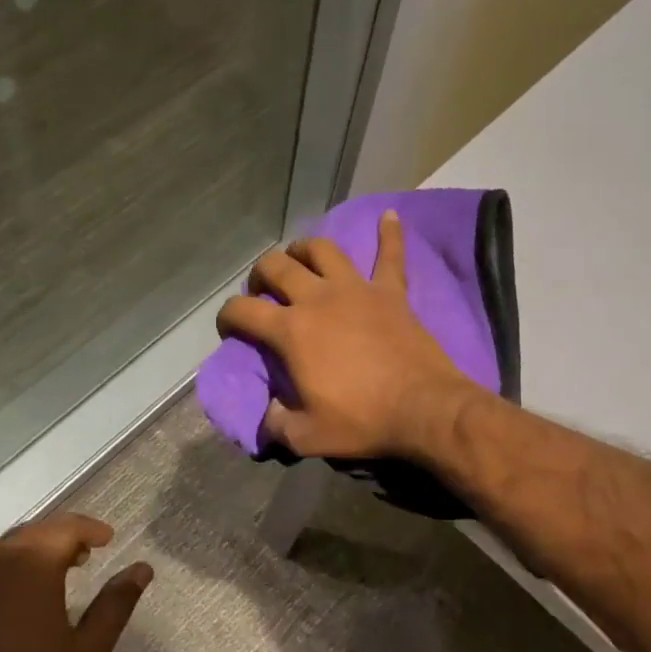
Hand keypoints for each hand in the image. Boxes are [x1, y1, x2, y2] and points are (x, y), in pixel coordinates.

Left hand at [0, 513, 151, 651]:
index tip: (107, 539)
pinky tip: (4, 615)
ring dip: (24, 558)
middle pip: (29, 534)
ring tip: (45, 583)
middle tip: (81, 558)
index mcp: (30, 565)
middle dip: (58, 539)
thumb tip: (142, 569)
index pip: (65, 527)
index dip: (90, 529)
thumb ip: (115, 605)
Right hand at [216, 209, 476, 459]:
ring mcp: (357, 290)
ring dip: (305, 249)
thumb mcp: (307, 436)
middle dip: (261, 274)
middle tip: (262, 290)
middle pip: (278, 267)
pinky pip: (391, 255)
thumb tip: (267, 416)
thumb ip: (277, 424)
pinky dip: (390, 234)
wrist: (423, 408)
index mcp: (291, 331)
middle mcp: (318, 298)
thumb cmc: (362, 421)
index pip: (244, 311)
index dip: (228, 316)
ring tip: (300, 257)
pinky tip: (390, 214)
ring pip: (323, 250)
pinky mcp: (392, 292)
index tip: (229, 327)